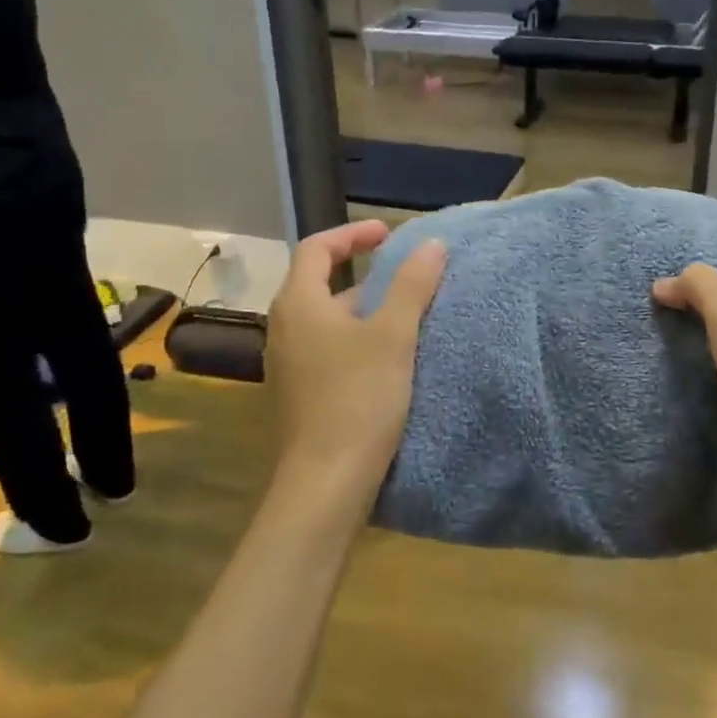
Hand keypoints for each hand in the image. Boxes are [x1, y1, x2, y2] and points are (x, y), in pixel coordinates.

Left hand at [264, 220, 446, 507]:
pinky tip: (390, 355)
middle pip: (320, 283)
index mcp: (299, 304)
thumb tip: (431, 244)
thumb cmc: (358, 398)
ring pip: (328, 319)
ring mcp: (289, 363)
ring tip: (407, 312)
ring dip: (364, 308)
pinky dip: (358, 337)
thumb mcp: (393, 336)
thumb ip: (412, 285)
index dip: (352, 234)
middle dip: (364, 273)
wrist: (326, 483)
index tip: (389, 234)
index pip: (317, 249)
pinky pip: (329, 347)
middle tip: (405, 273)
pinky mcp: (301, 392)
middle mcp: (285, 328)